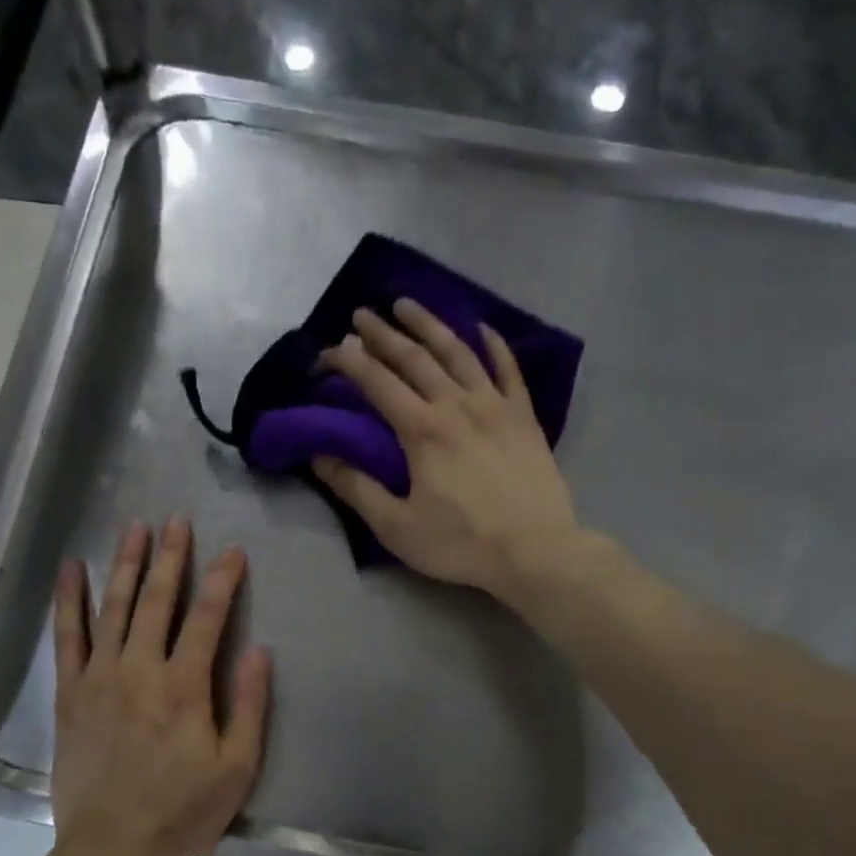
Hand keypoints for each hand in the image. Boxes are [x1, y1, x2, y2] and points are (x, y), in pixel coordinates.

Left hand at [50, 518, 271, 855]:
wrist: (113, 846)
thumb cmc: (183, 810)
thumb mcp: (236, 766)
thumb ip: (249, 705)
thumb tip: (258, 650)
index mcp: (184, 686)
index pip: (208, 617)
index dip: (222, 580)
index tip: (233, 550)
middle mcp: (140, 669)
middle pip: (157, 600)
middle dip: (170, 557)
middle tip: (176, 521)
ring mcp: (99, 677)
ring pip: (112, 607)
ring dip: (124, 564)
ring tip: (133, 528)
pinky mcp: (70, 693)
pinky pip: (67, 637)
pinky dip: (68, 600)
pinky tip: (71, 569)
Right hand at [313, 299, 582, 601]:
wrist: (536, 550)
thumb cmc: (462, 543)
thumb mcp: (397, 526)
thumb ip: (357, 489)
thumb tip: (320, 457)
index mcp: (422, 430)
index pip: (377, 382)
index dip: (349, 362)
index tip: (329, 350)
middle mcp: (456, 405)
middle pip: (414, 357)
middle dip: (383, 333)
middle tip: (361, 313)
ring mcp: (495, 405)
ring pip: (458, 351)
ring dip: (429, 324)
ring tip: (407, 304)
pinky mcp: (524, 416)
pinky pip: (508, 368)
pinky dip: (493, 344)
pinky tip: (482, 328)